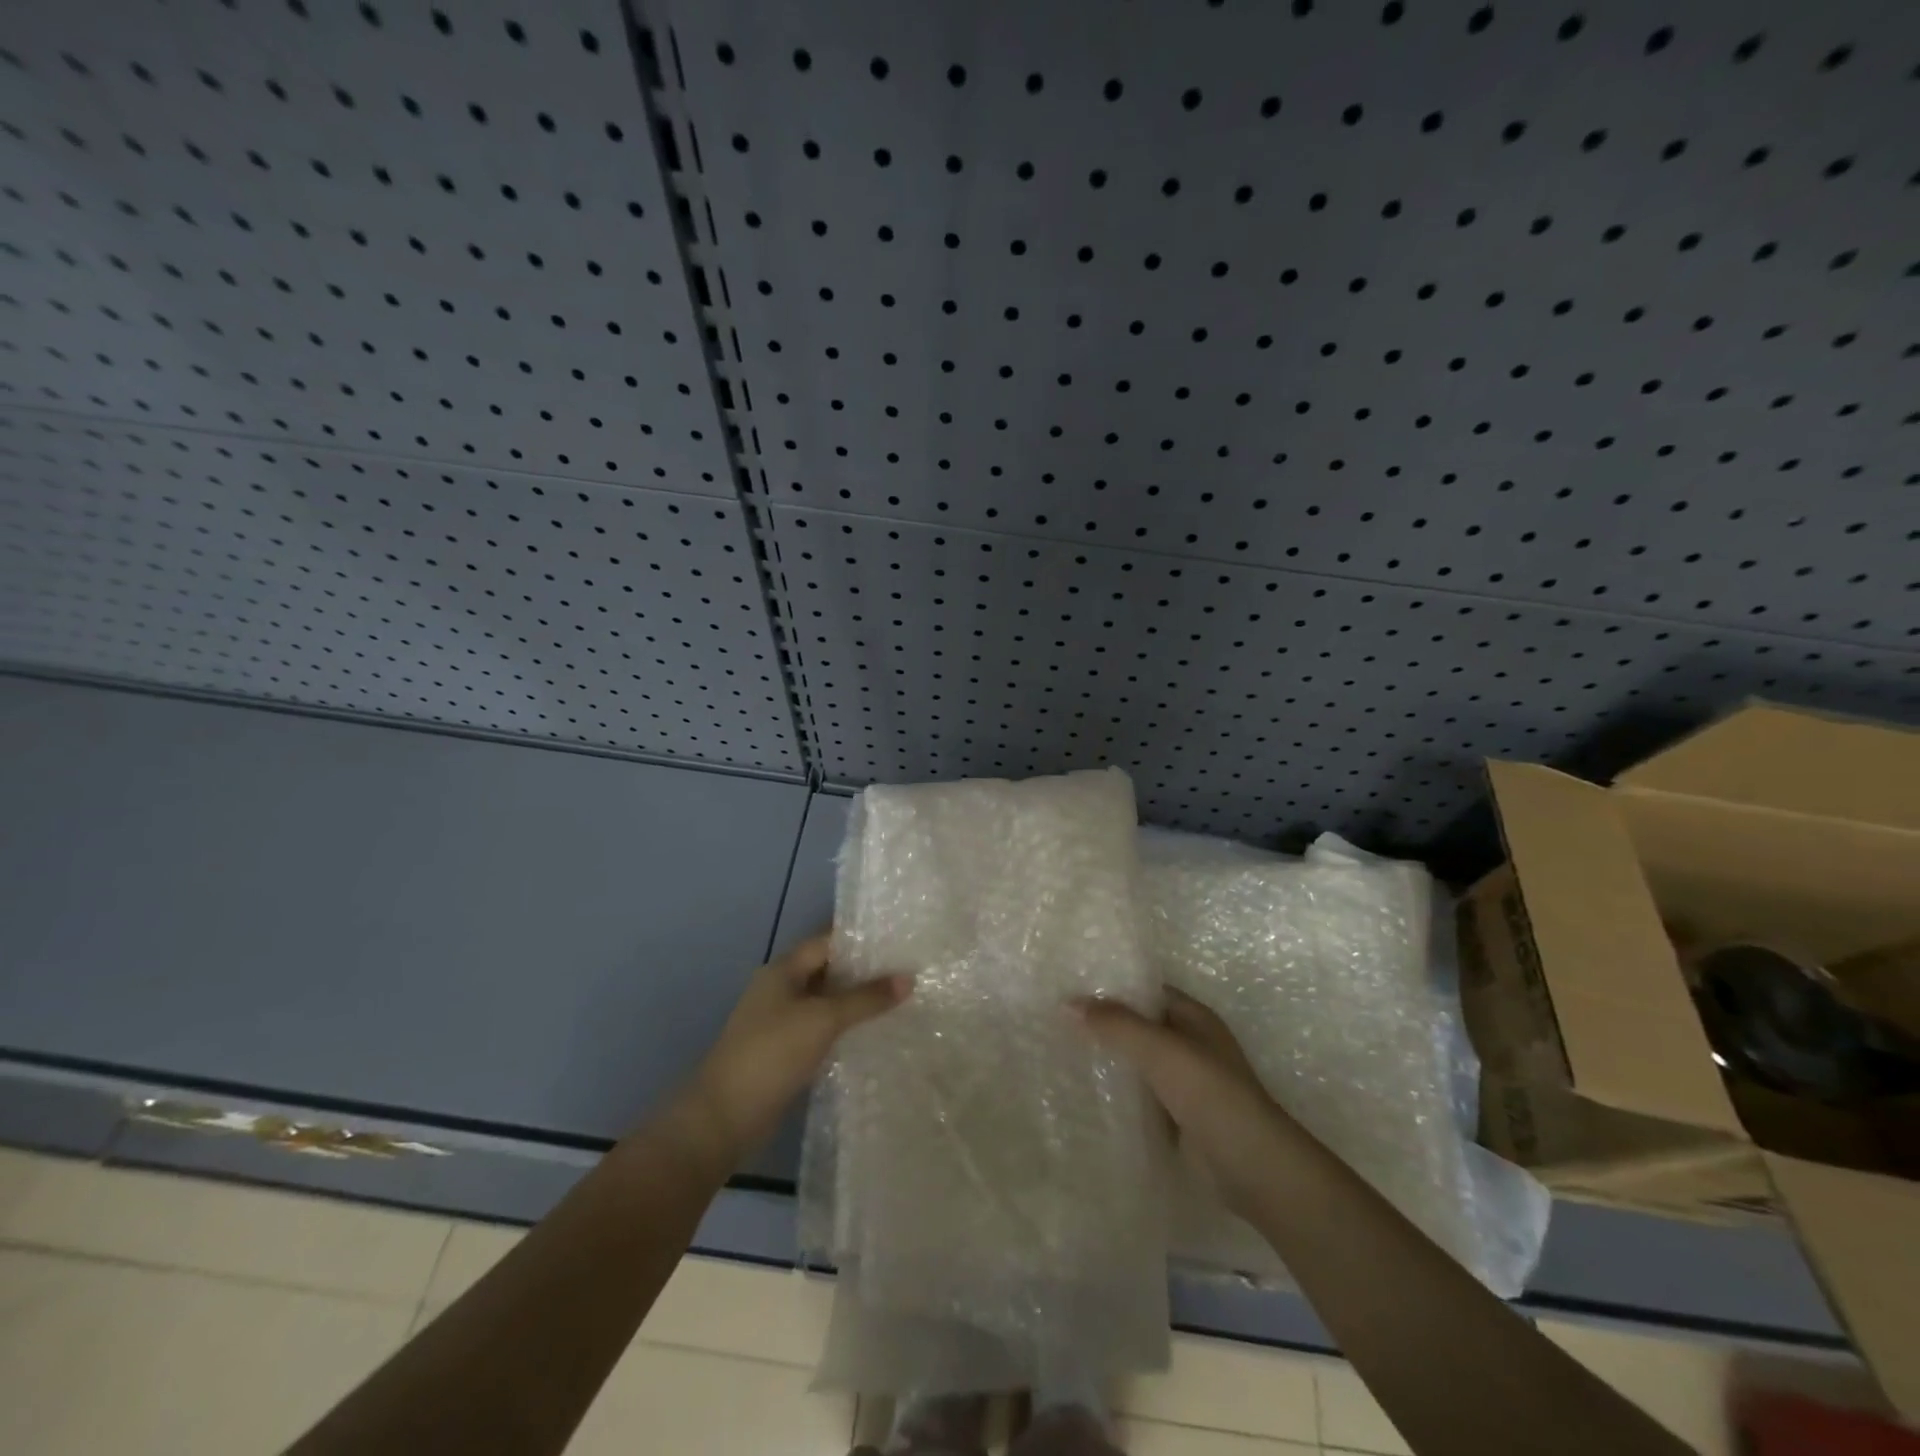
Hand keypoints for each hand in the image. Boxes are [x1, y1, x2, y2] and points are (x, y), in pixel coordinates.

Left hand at [690, 931, 909, 1159]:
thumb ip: (866, 999)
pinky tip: (875, 1034)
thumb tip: (908, 978)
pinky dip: (845, 1029)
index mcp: (783, 970)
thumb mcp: (823, 1019)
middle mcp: (781, 989)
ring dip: (857, 1002)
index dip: (861, 939)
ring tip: (901, 1000)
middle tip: (908, 970)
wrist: (724, 1117)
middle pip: (828, 970)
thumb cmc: (772, 1054)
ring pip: (826, 1002)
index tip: (899, 941)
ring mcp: (781, 1022)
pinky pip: (822, 1029)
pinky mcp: (785, 1052)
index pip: (827, 941)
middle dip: (864, 971)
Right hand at [1075, 987, 1284, 1215]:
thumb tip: (1067, 1003)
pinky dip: (1119, 1095)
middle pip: (1141, 1027)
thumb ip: (1115, 1024)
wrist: (1251, 1167)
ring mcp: (1186, 1084)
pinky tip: (1085, 1094)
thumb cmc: (1209, 1094)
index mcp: (1194, 1017)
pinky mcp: (1179, 1119)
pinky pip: (1141, 1097)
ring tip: (1061, 1053)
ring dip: (1110, 1061)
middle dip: (1106, 1025)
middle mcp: (1191, 1045)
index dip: (1113, 987)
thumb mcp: (1159, 1049)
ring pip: (1139, 1064)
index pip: (1147, 991)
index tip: (1072, 987)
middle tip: (1058, 1021)